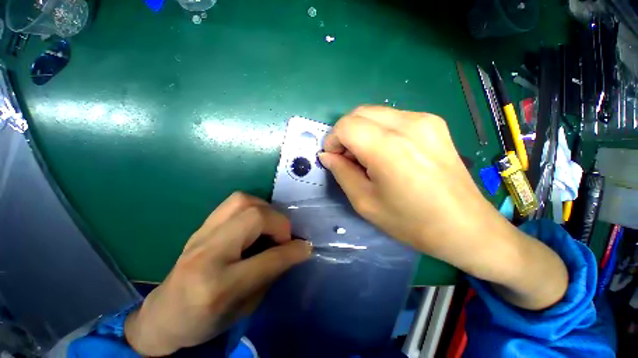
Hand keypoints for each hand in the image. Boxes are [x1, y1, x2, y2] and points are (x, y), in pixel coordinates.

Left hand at [124, 193, 311, 355]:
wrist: (164, 314)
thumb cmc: (206, 320)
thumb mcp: (246, 307)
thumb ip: (273, 273)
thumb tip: (297, 248)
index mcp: (219, 285)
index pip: (268, 258)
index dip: (293, 250)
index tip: (306, 246)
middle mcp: (208, 253)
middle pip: (254, 217)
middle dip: (279, 223)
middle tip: (284, 237)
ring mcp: (200, 234)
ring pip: (242, 200)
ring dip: (265, 209)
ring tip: (270, 225)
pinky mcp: (201, 226)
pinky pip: (233, 202)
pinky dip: (253, 207)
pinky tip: (255, 222)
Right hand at [319, 106, 500, 267]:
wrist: (465, 226)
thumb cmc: (410, 221)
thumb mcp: (365, 202)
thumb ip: (341, 173)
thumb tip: (327, 156)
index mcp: (388, 147)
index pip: (345, 126)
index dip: (333, 140)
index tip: (334, 159)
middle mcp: (408, 124)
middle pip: (359, 113)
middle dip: (345, 134)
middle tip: (349, 159)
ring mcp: (424, 120)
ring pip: (375, 113)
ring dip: (361, 132)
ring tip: (368, 158)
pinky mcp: (433, 123)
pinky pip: (393, 118)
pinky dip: (379, 130)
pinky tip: (387, 153)